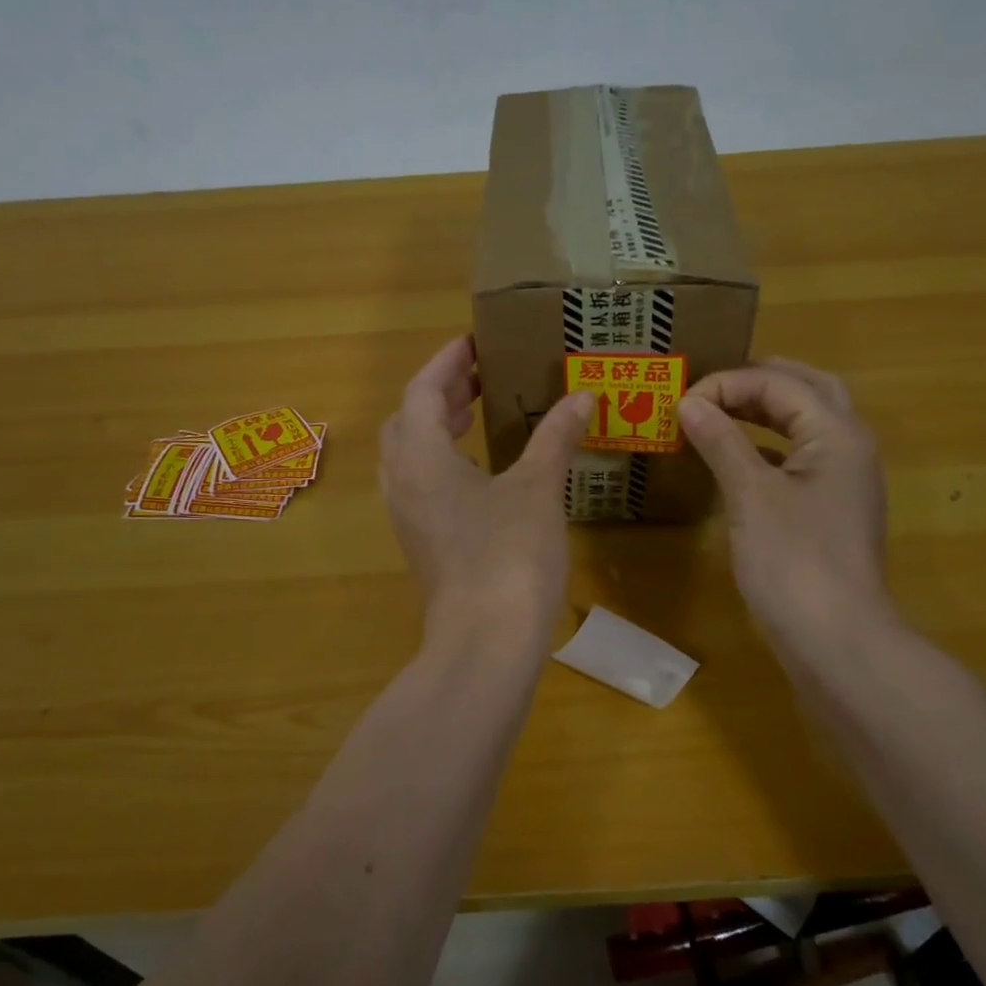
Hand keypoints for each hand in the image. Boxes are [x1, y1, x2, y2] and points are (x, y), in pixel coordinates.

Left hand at [380, 336, 593, 648]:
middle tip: (478, 377)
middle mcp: (403, 481)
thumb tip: (581, 397)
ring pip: (410, 454)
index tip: (474, 343)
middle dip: (439, 393)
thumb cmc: (509, 555)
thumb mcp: (538, 489)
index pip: (421, 390)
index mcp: (422, 457)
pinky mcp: (421, 543)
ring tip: (474, 414)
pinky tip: (479, 470)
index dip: (447, 363)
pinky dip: (442, 461)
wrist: (485, 642)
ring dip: (435, 427)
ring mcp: (408, 516)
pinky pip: (421, 484)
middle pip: (407, 420)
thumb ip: (555, 438)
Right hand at [678, 359, 897, 660]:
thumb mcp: (751, 495)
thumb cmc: (793, 561)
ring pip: (806, 423)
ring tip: (720, 410)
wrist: (836, 639)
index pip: (779, 382)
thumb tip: (689, 403)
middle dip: (758, 381)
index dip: (727, 383)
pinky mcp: (830, 508)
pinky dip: (769, 445)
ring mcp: (843, 479)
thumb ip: (721, 441)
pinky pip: (800, 457)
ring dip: (766, 410)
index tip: (681, 402)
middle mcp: (849, 445)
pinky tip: (738, 457)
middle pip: (806, 390)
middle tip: (711, 386)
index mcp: (836, 432)